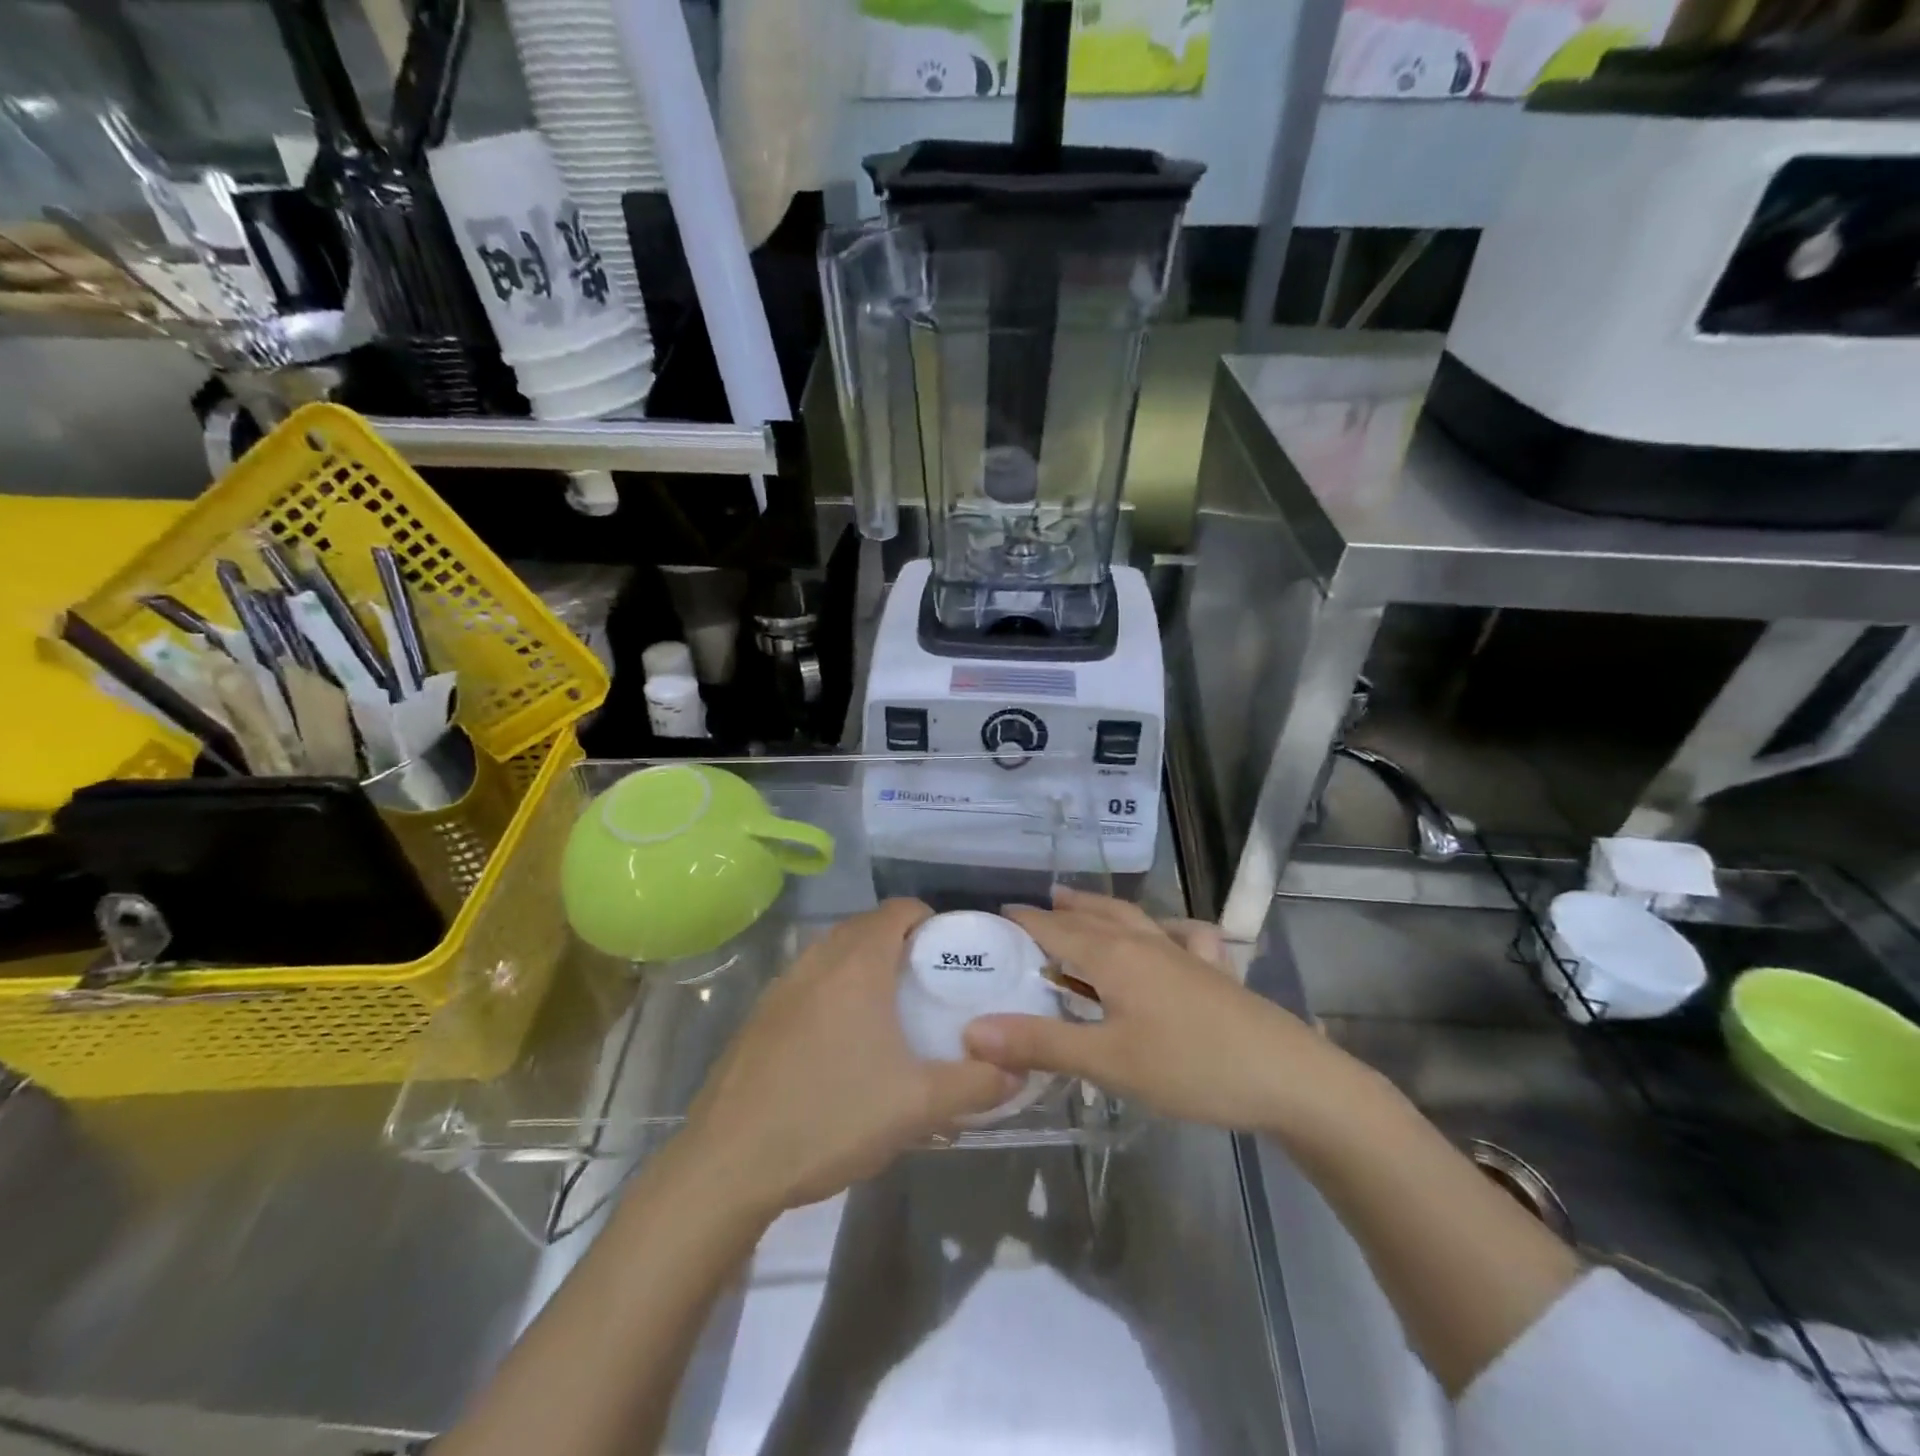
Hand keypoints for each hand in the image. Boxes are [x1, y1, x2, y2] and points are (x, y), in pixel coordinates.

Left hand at [682, 898, 1020, 1215]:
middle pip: (865, 926)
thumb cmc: (830, 1118)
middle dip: (899, 941)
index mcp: (857, 966)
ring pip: (832, 952)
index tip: (951, 950)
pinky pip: (807, 981)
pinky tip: (839, 1041)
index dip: (929, 918)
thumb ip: (975, 1085)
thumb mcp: (917, 1107)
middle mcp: (817, 962)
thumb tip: (1015, 1072)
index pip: (898, 910)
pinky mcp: (758, 1016)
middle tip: (927, 980)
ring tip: (888, 1009)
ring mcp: (781, 987)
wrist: (728, 1163)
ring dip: (862, 963)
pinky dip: (831, 988)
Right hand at [963, 887, 1329, 1131]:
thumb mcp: (1108, 1062)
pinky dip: (1163, 928)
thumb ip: (1041, 1044)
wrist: (1290, 1079)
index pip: (1054, 929)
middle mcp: (1145, 942)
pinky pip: (1182, 935)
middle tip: (1029, 912)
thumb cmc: (1191, 1067)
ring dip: (1098, 910)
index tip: (992, 918)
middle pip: (1091, 917)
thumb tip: (972, 1031)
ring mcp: (1184, 953)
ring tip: (1076, 905)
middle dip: (1057, 912)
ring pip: (1132, 918)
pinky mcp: (1214, 971)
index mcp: (1114, 956)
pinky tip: (1167, 936)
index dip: (1022, 922)